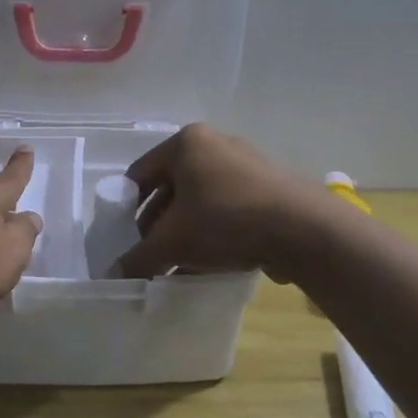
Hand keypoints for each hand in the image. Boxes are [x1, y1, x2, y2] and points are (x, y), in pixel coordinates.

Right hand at [113, 123, 331, 282]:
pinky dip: (212, 230)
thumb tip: (114, 275)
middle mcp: (214, 144)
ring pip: (199, 199)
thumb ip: (139, 257)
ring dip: (184, 230)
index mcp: (186, 143)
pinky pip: (226, 206)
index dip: (125, 208)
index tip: (124, 239)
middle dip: (157, 223)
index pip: (139, 174)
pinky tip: (209, 260)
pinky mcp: (267, 186)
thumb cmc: (226, 220)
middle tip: (151, 254)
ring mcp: (244, 163)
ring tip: (177, 262)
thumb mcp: (174, 242)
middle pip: (170, 186)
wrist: (304, 229)